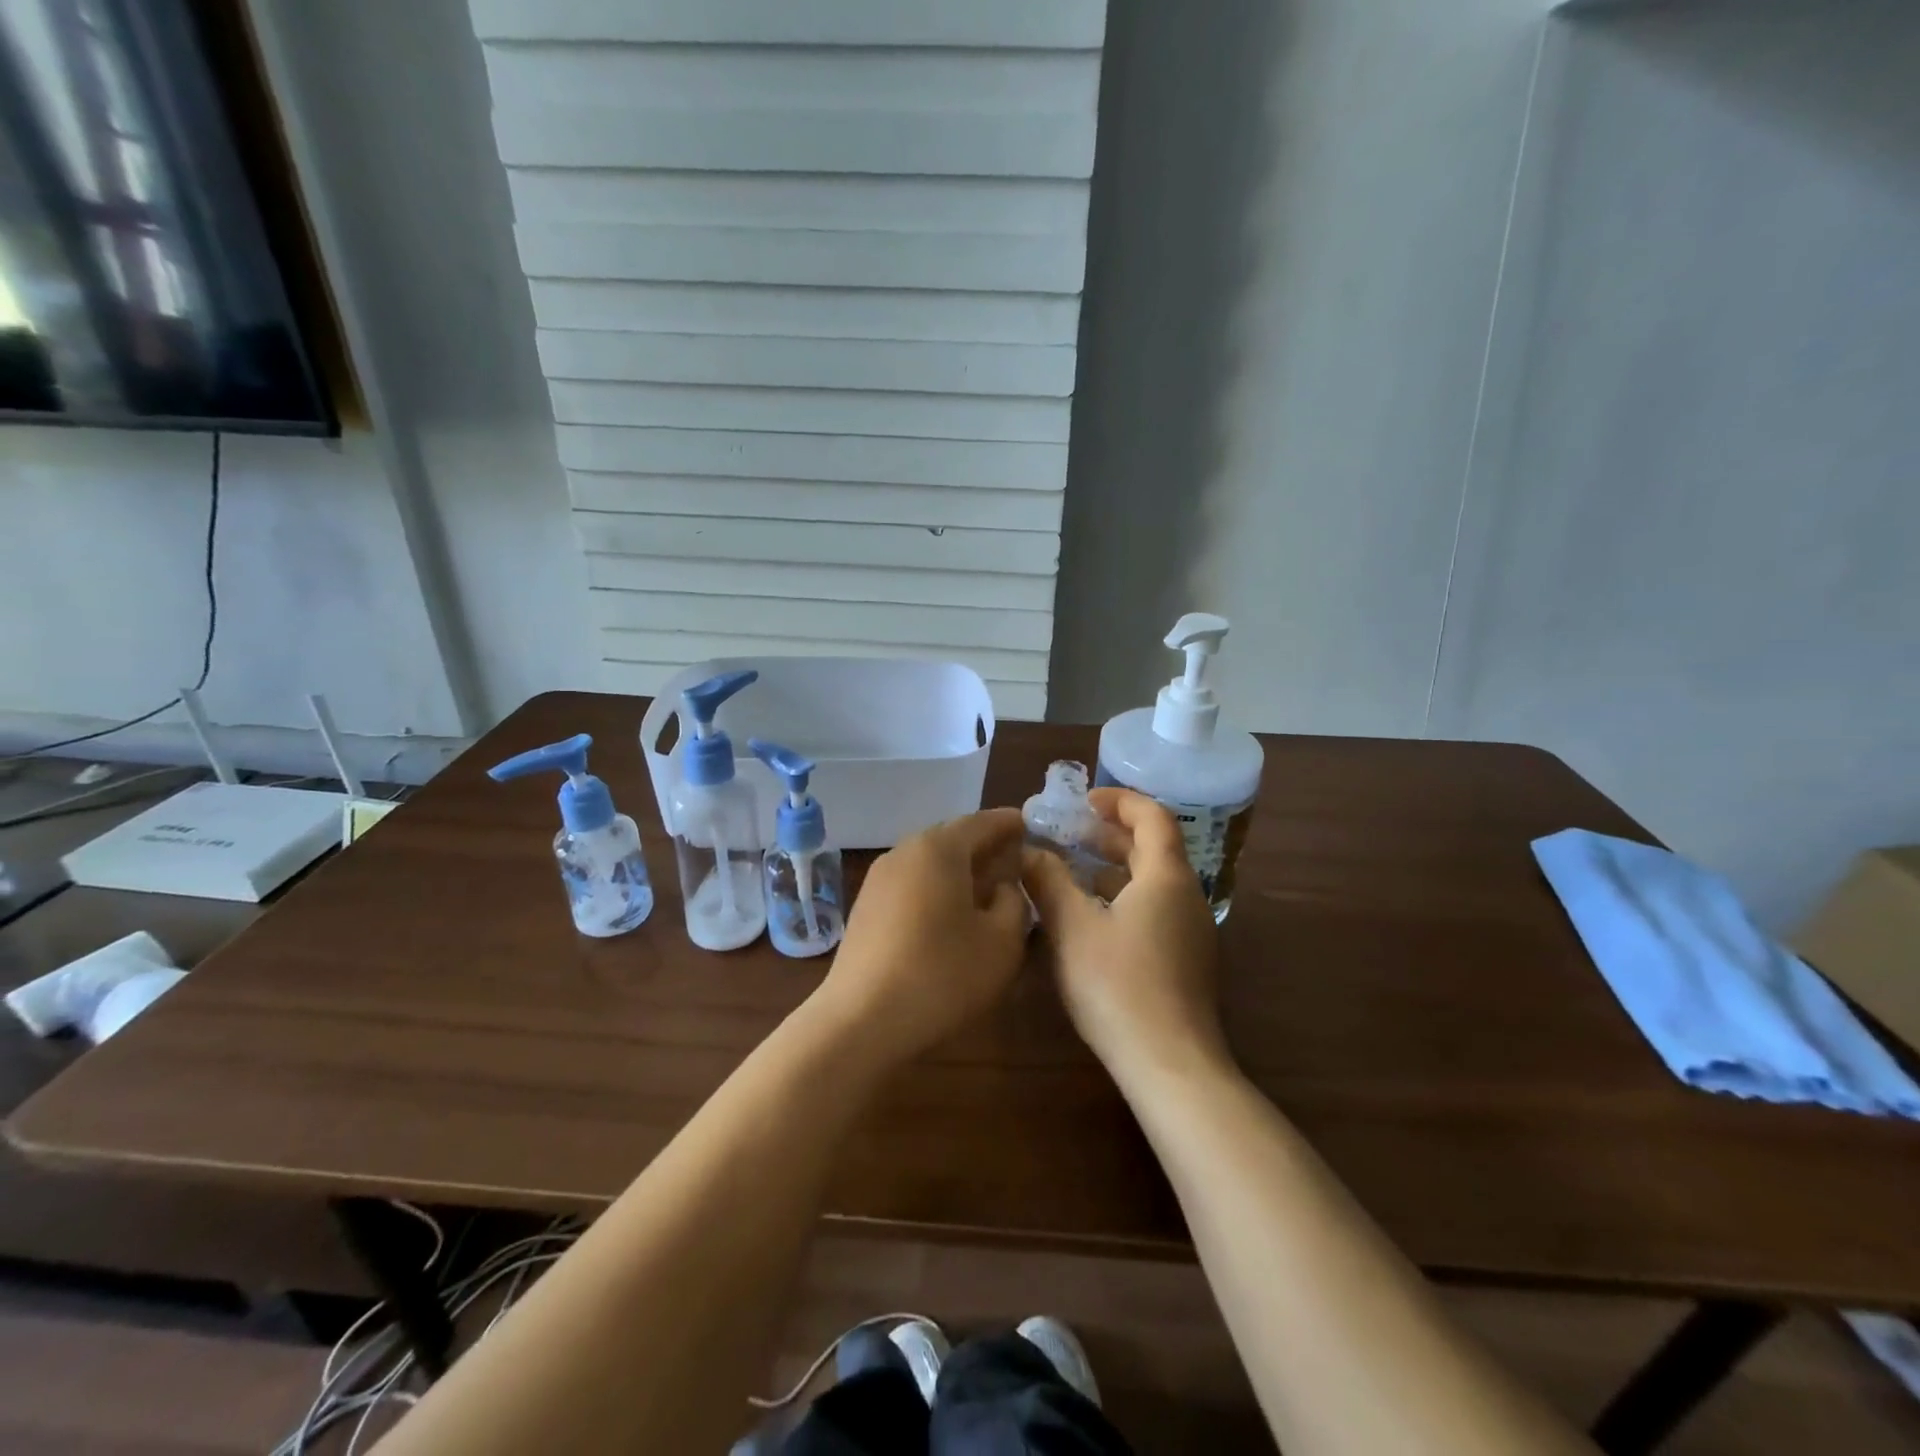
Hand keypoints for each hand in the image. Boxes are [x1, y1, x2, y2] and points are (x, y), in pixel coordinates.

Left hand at [815, 808, 1029, 1062]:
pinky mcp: (866, 906)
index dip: (1009, 824)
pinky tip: (950, 915)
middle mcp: (906, 851)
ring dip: (960, 870)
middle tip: (1014, 861)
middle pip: (953, 838)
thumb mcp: (1002, 942)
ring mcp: (879, 878)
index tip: (1031, 826)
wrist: (861, 1019)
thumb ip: (1014, 903)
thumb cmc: (942, 974)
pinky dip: (936, 888)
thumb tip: (1003, 887)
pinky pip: (911, 883)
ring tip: (987, 890)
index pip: (982, 822)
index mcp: (940, 848)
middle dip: (985, 847)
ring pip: (930, 862)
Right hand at [1023, 789, 1227, 1080]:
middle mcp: (1186, 896)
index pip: (1152, 816)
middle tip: (1068, 831)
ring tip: (1070, 869)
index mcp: (1166, 877)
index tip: (1083, 799)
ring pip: (1151, 881)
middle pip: (1152, 847)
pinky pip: (1153, 909)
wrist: (1171, 1066)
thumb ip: (1048, 881)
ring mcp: (1189, 931)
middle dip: (1109, 834)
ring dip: (1113, 867)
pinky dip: (1121, 897)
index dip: (1119, 800)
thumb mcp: (1072, 928)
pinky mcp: (1183, 960)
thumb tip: (1028, 850)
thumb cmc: (1119, 986)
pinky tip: (1088, 917)